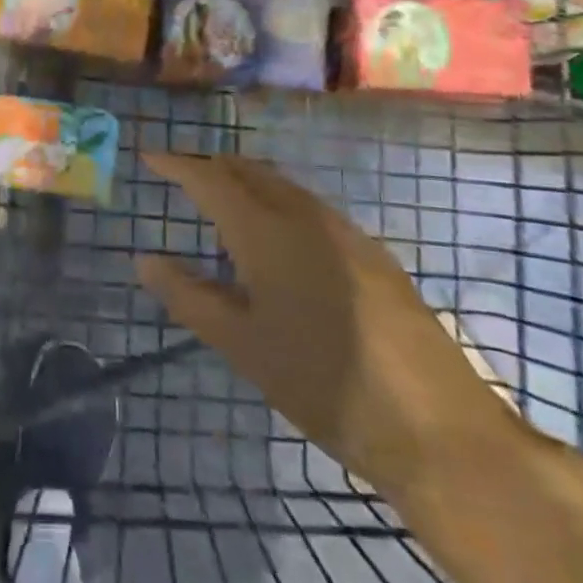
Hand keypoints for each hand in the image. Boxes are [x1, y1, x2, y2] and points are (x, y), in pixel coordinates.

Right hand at [137, 153, 517, 497]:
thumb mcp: (242, 346)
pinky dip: (278, 203)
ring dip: (247, 182)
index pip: (210, 179)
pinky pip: (311, 208)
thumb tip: (145, 259)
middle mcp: (306, 217)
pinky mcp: (373, 255)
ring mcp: (346, 233)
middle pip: (249, 171)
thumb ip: (189, 297)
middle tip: (180, 175)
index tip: (150, 155)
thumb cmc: (323, 384)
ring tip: (220, 200)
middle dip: (211, 166)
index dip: (177, 164)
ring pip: (284, 187)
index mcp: (267, 232)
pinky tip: (276, 238)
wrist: (436, 426)